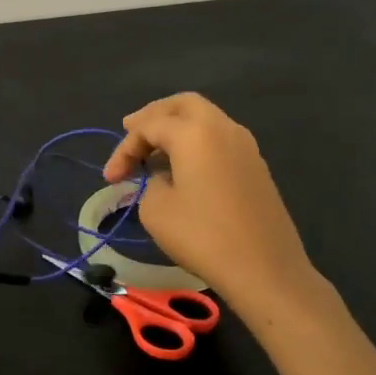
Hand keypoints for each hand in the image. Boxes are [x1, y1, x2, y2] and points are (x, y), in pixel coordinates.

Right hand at [102, 93, 317, 312]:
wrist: (265, 269)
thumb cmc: (203, 236)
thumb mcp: (156, 209)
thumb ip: (151, 182)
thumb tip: (165, 177)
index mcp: (195, 132)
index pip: (148, 126)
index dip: (124, 149)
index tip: (110, 179)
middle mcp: (223, 128)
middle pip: (183, 105)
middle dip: (153, 115)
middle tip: (131, 130)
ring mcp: (245, 146)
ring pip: (205, 119)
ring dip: (177, 128)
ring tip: (154, 150)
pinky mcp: (256, 167)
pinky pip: (219, 139)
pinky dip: (196, 142)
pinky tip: (183, 166)